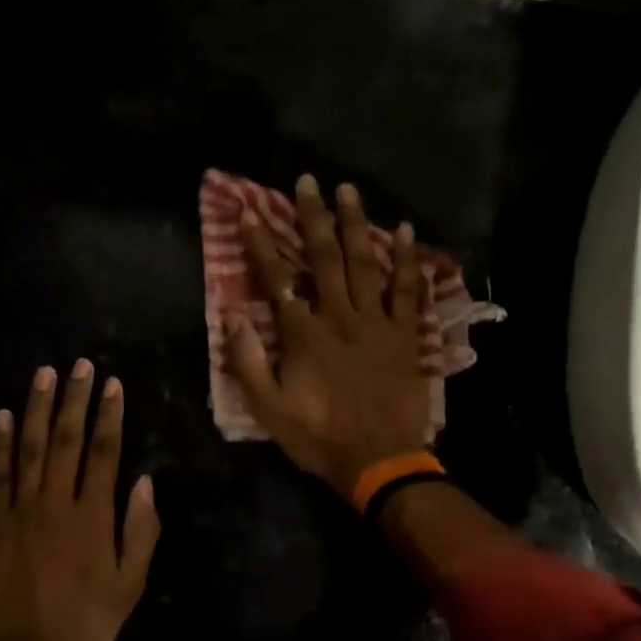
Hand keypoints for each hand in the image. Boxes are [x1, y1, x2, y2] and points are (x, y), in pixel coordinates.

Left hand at [0, 359, 159, 640]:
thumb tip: (144, 482)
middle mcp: (56, 504)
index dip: (109, 416)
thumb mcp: (131, 584)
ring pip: (29, 448)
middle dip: (74, 399)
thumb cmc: (88, 622)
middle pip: (66, 440)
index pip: (104, 453)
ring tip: (44, 374)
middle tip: (79, 364)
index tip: (111, 385)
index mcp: (93, 517)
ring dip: (37, 408)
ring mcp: (20, 511)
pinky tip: (2, 416)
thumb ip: (140, 531)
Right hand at [226, 175, 430, 495]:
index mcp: (304, 335)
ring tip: (349, 191)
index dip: (262, 245)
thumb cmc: (319, 437)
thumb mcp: (269, 409)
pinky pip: (408, 290)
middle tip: (308, 181)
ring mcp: (377, 323)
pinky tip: (404, 231)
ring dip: (356, 224)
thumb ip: (249, 362)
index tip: (250, 213)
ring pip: (365, 264)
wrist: (378, 460)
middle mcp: (340, 317)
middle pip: (325, 258)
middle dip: (313, 217)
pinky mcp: (405, 336)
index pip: (278, 280)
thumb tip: (232, 318)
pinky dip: (406, 260)